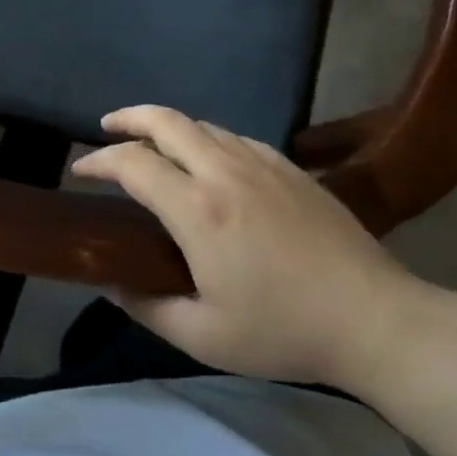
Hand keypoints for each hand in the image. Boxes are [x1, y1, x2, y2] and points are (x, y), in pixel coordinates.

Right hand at [71, 105, 426, 390]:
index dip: (98, 161)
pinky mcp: (290, 166)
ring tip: (151, 145)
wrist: (376, 319)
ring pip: (200, 124)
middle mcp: (224, 171)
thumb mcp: (203, 337)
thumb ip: (147, 306)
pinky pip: (233, 136)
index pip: (132, 163)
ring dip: (166, 127)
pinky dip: (204, 138)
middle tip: (105, 130)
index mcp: (197, 209)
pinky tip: (207, 160)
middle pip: (165, 120)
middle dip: (127, 118)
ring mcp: (261, 162)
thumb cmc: (284, 331)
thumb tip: (112, 282)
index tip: (80, 171)